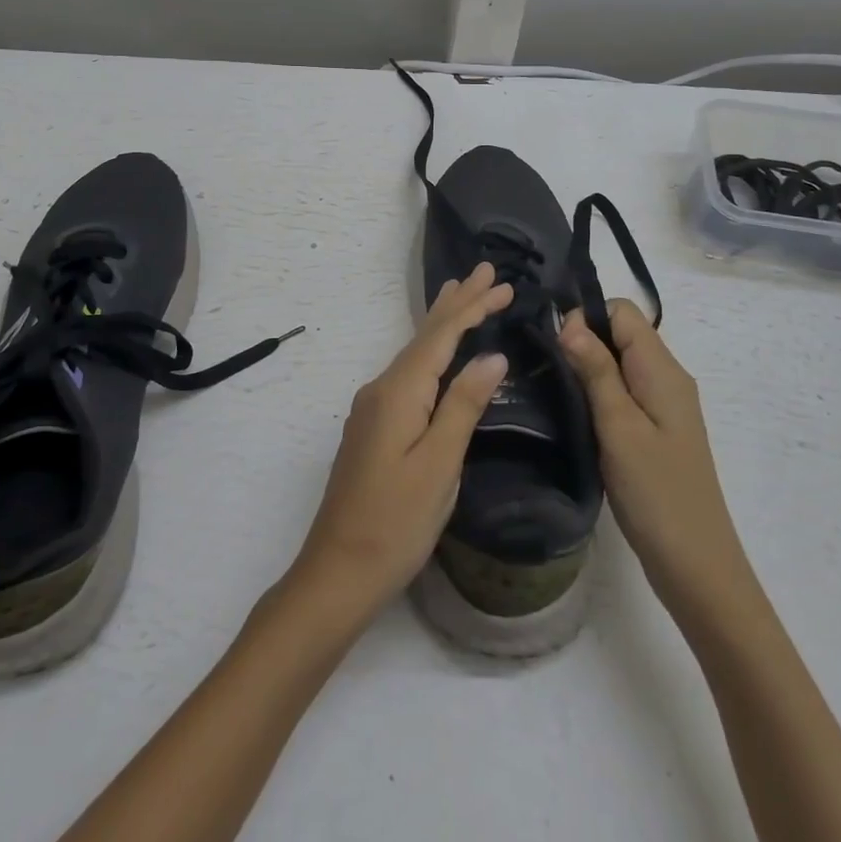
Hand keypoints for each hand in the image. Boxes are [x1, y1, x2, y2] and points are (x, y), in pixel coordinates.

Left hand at [288, 264, 512, 622]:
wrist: (338, 569)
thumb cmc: (395, 522)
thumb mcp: (439, 465)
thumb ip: (463, 406)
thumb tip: (492, 357)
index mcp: (398, 392)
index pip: (441, 336)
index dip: (472, 308)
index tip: (502, 283)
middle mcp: (381, 389)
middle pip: (424, 336)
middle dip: (456, 303)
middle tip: (484, 272)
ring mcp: (373, 407)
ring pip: (414, 352)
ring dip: (442, 323)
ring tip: (462, 294)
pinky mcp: (374, 426)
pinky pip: (408, 373)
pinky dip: (430, 352)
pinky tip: (437, 353)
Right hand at [559, 301, 747, 601]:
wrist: (696, 565)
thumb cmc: (656, 492)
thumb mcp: (619, 427)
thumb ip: (596, 370)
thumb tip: (570, 321)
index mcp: (662, 370)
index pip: (622, 312)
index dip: (585, 318)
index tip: (554, 346)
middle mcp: (666, 378)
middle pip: (620, 334)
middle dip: (581, 341)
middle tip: (542, 366)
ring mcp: (663, 406)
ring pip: (618, 364)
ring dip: (586, 369)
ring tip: (550, 387)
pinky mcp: (655, 430)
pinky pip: (622, 392)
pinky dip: (596, 393)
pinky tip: (572, 414)